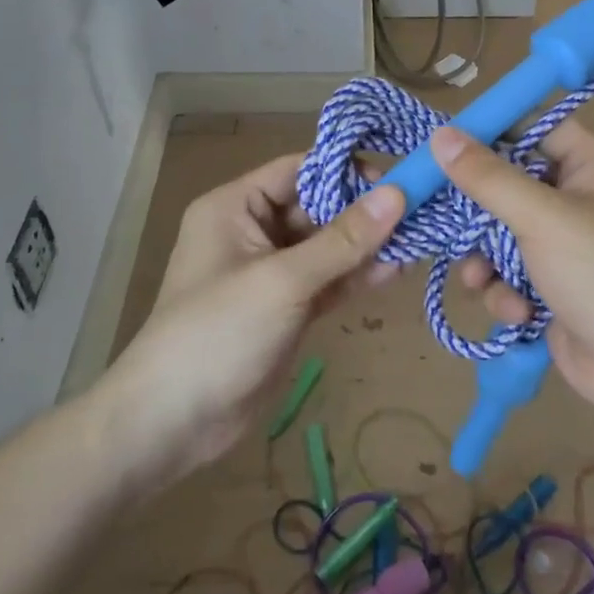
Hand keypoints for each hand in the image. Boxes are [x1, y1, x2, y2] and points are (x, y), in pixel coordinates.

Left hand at [97, 154, 403, 487]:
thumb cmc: (218, 333)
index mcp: (236, 207)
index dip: (345, 170)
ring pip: (328, 247)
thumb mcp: (283, 280)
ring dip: (367, 245)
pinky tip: (396, 270)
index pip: (298, 170)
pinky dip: (357, 277)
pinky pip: (328, 281)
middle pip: (318, 207)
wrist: (173, 422)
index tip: (396, 178)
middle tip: (420, 210)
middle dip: (364, 211)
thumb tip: (397, 193)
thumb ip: (343, 240)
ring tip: (420, 238)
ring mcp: (272, 272)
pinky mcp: (288, 308)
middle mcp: (253, 231)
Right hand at [432, 121, 593, 426]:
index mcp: (591, 166)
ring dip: (485, 259)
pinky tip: (516, 312)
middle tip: (442, 218)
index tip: (443, 145)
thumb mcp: (542, 218)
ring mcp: (564, 246)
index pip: (533, 129)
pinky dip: (506, 291)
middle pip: (508, 184)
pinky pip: (510, 273)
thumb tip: (441, 135)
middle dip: (477, 212)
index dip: (490, 134)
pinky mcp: (551, 286)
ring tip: (481, 279)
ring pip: (500, 234)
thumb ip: (488, 177)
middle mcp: (578, 199)